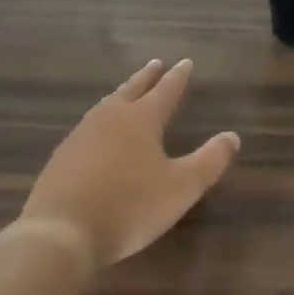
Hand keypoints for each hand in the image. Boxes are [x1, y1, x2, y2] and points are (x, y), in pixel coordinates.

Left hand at [20, 59, 240, 268]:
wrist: (61, 232)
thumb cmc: (130, 206)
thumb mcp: (182, 187)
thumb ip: (210, 160)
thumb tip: (232, 136)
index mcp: (141, 119)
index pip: (166, 90)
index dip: (178, 77)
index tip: (186, 62)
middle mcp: (109, 118)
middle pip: (131, 90)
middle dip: (147, 77)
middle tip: (156, 63)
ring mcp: (81, 135)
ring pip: (106, 106)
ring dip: (122, 95)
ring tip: (128, 93)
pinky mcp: (62, 156)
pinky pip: (88, 127)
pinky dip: (102, 120)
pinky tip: (99, 133)